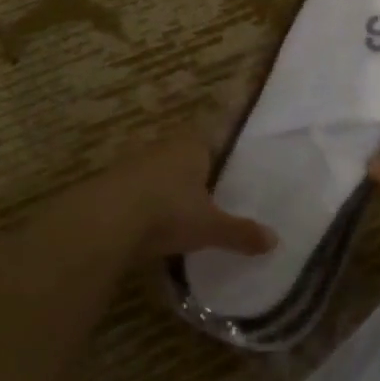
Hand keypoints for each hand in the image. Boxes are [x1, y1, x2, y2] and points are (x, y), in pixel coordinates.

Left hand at [103, 134, 276, 260]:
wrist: (104, 221)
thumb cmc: (168, 212)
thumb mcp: (210, 227)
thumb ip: (241, 232)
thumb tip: (275, 240)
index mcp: (192, 146)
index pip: (210, 140)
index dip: (218, 155)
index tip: (226, 172)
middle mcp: (162, 147)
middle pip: (182, 156)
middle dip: (192, 174)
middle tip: (206, 197)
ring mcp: (132, 164)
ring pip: (156, 173)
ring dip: (164, 190)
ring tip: (177, 214)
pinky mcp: (108, 185)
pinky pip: (134, 192)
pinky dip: (142, 206)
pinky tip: (147, 227)